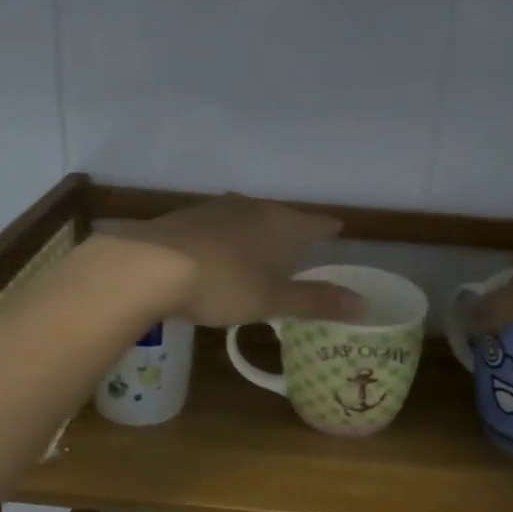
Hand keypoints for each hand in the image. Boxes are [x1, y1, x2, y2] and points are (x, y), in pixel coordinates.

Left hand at [111, 195, 362, 327]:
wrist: (149, 265)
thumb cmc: (224, 283)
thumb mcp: (273, 299)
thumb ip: (316, 300)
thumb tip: (364, 304)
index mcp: (281, 224)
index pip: (317, 223)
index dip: (329, 229)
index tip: (339, 231)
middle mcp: (252, 207)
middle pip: (282, 216)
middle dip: (293, 231)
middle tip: (302, 247)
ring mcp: (216, 208)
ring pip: (249, 217)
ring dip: (258, 232)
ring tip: (262, 249)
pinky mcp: (186, 217)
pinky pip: (219, 225)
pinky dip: (228, 238)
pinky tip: (219, 252)